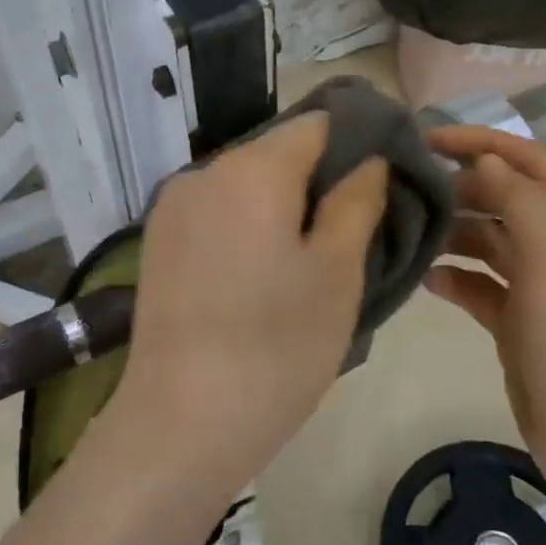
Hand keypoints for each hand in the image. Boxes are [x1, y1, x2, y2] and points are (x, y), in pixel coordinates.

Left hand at [109, 113, 388, 500]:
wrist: (181, 421)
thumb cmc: (276, 346)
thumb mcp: (338, 272)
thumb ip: (357, 200)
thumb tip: (369, 158)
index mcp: (252, 169)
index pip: (318, 123)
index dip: (360, 139)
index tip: (387, 176)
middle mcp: (204, 172)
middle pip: (278, 152)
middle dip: (321, 177)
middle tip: (356, 226)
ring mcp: (173, 207)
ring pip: (245, 183)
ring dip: (282, 203)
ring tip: (311, 255)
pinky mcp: (158, 241)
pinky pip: (216, 212)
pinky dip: (247, 224)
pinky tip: (262, 272)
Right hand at [425, 126, 545, 506]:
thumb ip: (521, 200)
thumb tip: (487, 160)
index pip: (532, 161)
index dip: (482, 142)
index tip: (427, 138)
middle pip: (508, 198)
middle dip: (462, 188)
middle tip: (407, 186)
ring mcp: (545, 287)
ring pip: (491, 241)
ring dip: (455, 233)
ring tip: (408, 230)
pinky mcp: (521, 323)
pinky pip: (482, 285)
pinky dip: (456, 278)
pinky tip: (426, 280)